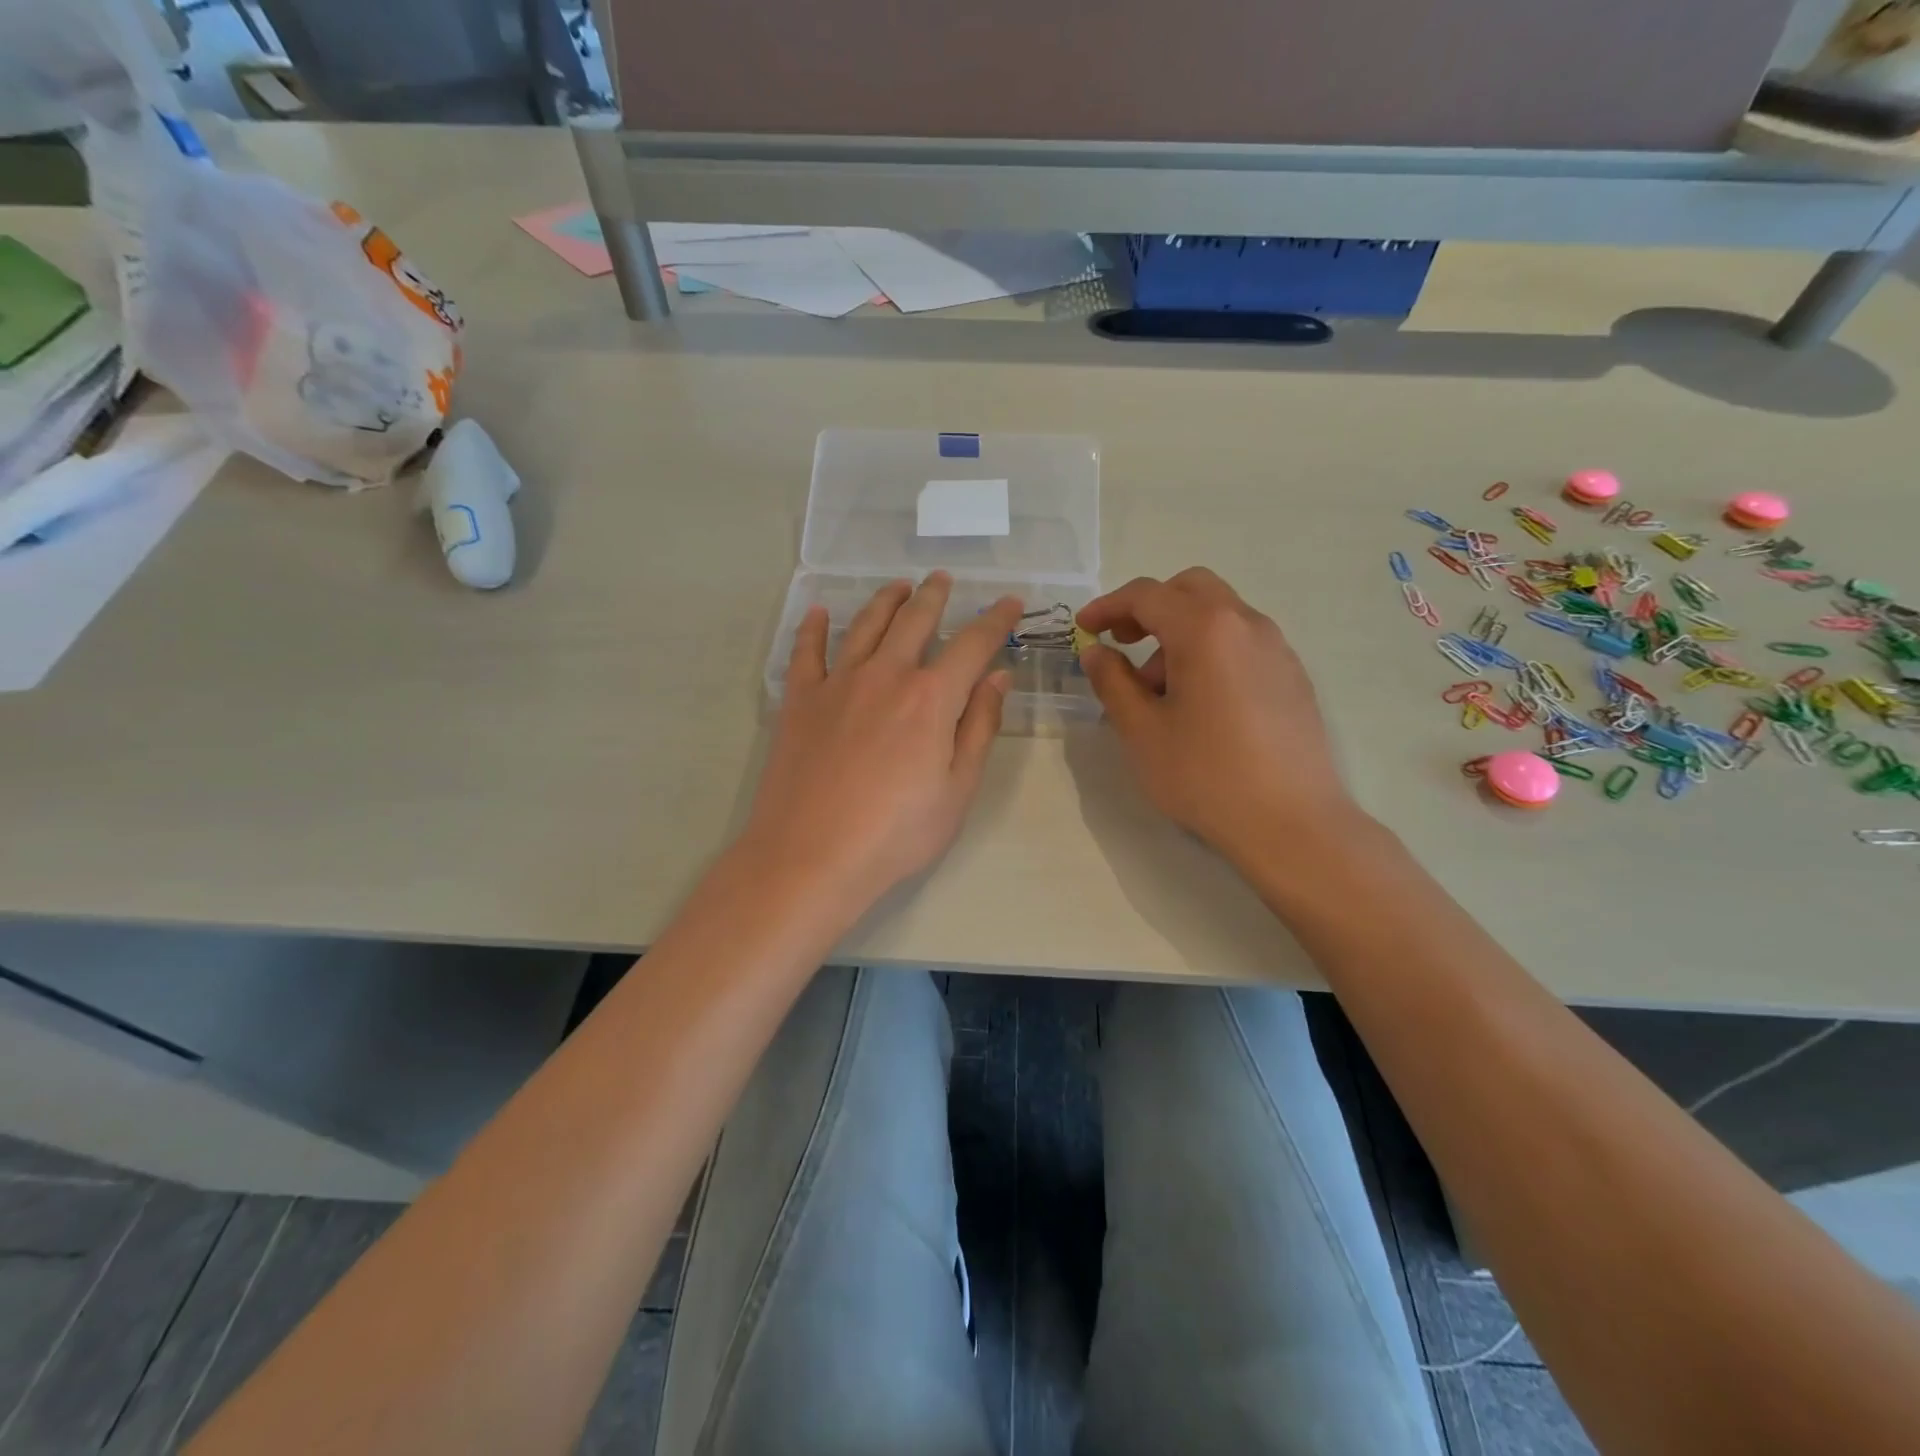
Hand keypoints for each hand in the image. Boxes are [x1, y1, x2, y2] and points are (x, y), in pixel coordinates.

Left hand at [739, 573, 1021, 921]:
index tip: (1010, 602)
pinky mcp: (799, 701)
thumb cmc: (896, 834)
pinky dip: (813, 628)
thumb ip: (979, 727)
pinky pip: (806, 652)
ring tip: (897, 587)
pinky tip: (816, 613)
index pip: (972, 644)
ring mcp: (837, 684)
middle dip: (934, 597)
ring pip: (864, 626)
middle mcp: (885, 676)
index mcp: (930, 698)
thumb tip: (998, 677)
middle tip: (943, 580)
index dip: (995, 620)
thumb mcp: (957, 789)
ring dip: (885, 602)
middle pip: (914, 621)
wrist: (810, 857)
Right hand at [1077, 568, 1362, 868]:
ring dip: (1180, 632)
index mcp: (1205, 629)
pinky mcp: (1293, 676)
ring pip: (1219, 615)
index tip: (1084, 629)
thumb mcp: (1141, 730)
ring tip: (1159, 691)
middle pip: (1191, 589)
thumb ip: (1112, 681)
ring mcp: (1277, 649)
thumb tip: (1097, 652)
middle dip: (1149, 608)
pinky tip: (1199, 702)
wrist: (1291, 823)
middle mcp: (1246, 624)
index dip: (1108, 606)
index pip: (1147, 595)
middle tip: (1123, 643)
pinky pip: (1242, 642)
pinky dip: (1210, 650)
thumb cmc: (1205, 775)